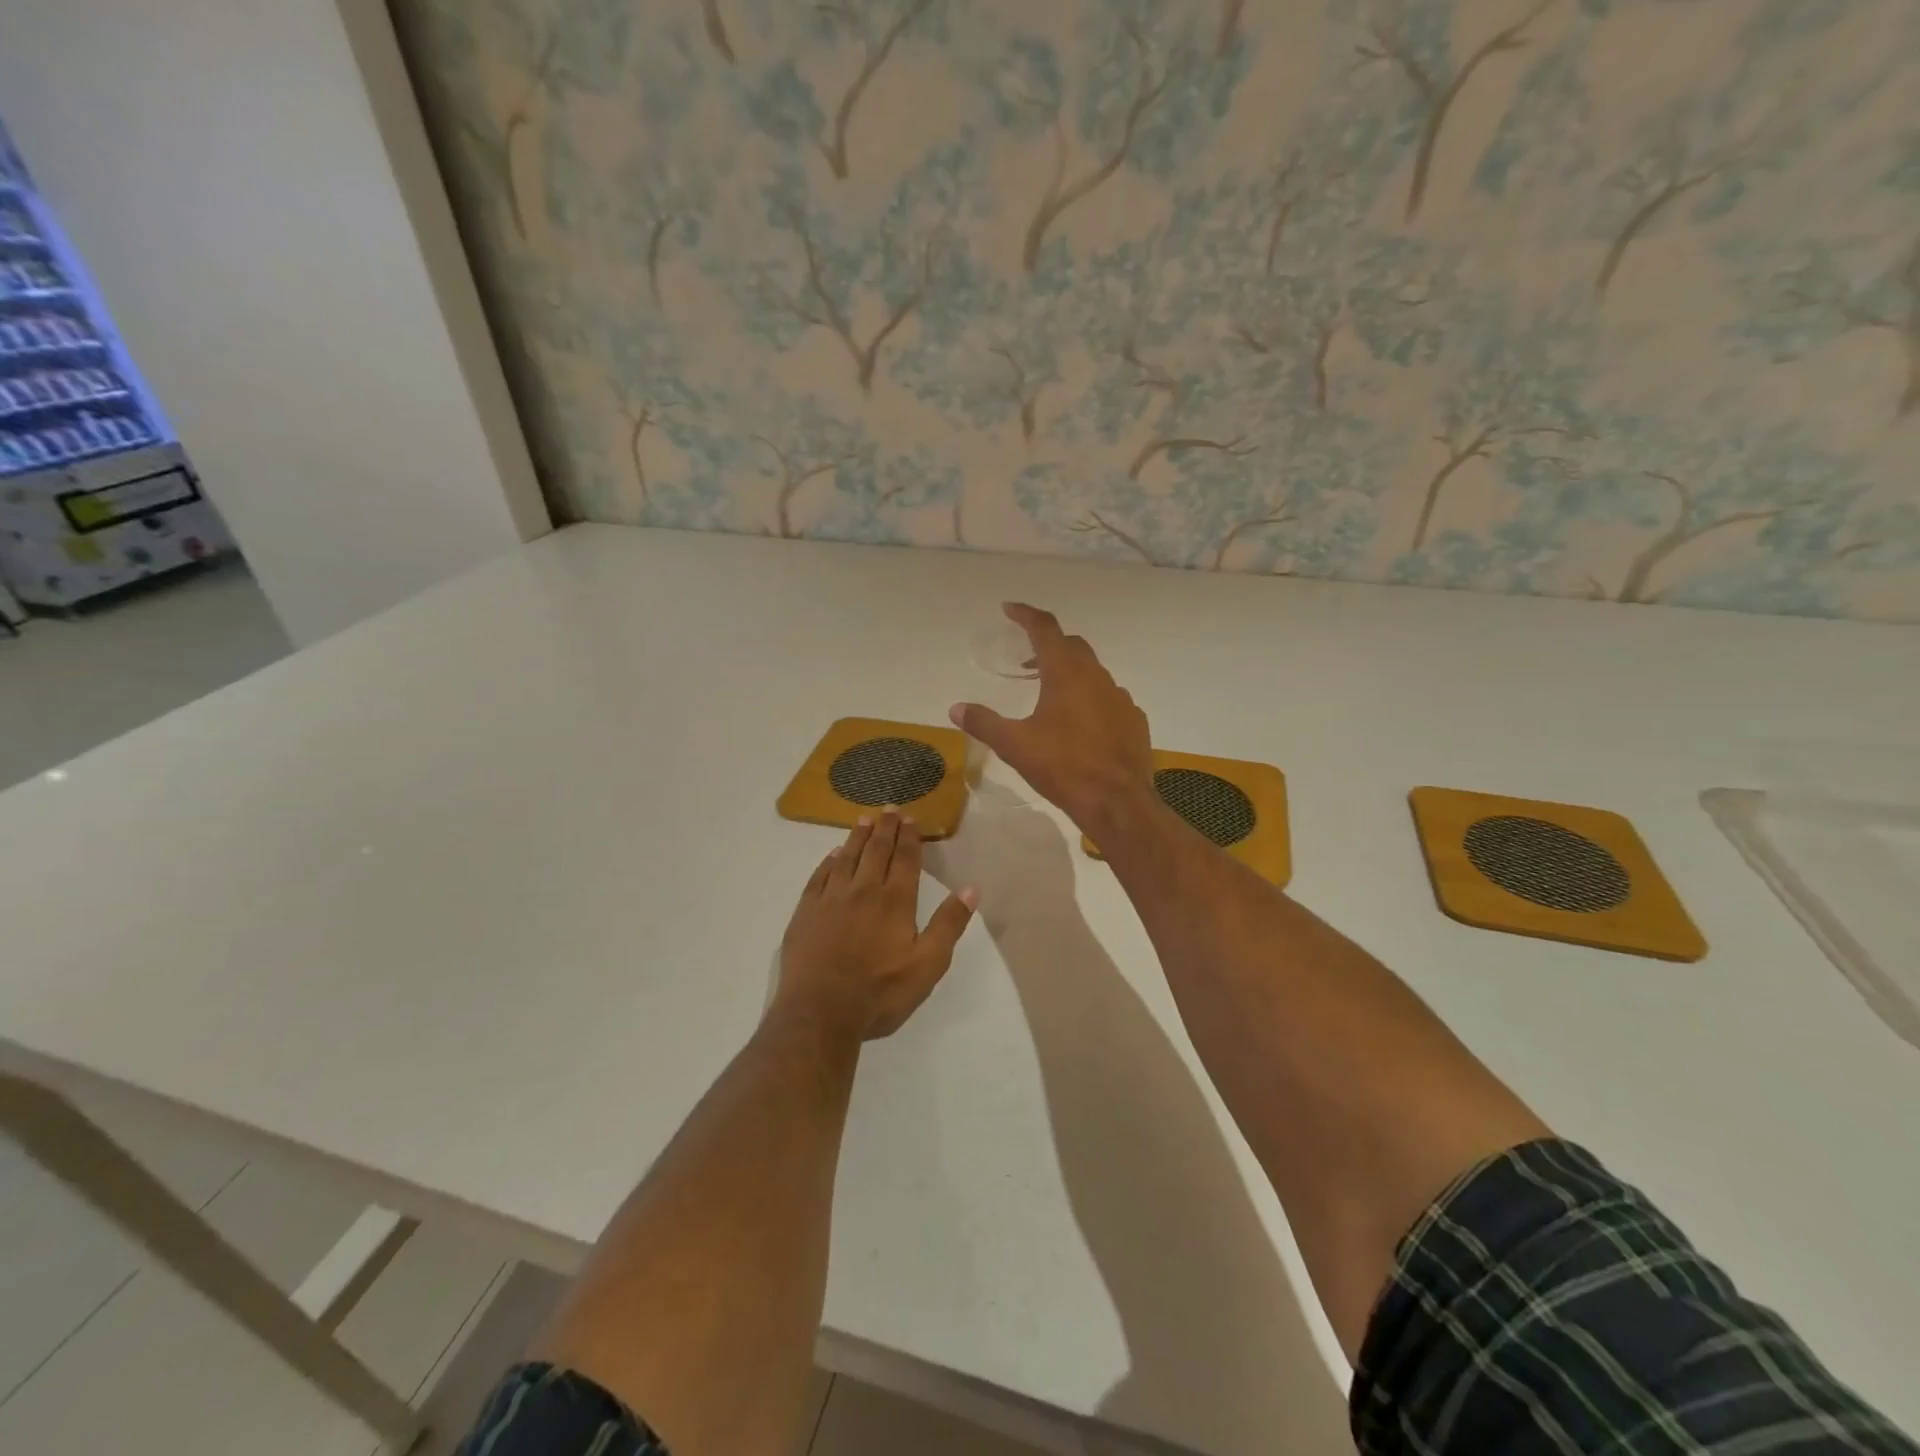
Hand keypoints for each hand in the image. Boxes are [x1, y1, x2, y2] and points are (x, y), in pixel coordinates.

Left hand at [774, 809, 977, 1042]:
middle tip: (889, 809)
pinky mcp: (806, 912)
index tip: (911, 818)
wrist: (820, 1012)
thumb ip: (949, 924)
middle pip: (876, 851)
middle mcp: (863, 890)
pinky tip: (832, 856)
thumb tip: (972, 888)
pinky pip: (819, 877)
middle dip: (885, 828)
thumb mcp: (928, 965)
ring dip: (857, 837)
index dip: (909, 837)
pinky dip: (828, 862)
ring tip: (863, 820)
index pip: (905, 859)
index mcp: (895, 901)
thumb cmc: (880, 993)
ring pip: (846, 858)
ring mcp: (830, 899)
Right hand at [950, 603, 1154, 835]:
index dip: (1025, 615)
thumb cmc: (1063, 767)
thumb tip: (956, 708)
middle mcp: (1097, 677)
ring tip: (1051, 696)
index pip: (1045, 629)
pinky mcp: (1134, 721)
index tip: (1009, 608)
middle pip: (1072, 646)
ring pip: (1093, 673)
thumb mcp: (1015, 746)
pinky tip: (1081, 725)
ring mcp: (1120, 698)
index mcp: (1066, 674)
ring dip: (1071, 674)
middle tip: (1027, 661)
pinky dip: (1091, 700)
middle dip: (1048, 646)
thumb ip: (984, 723)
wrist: (1117, 802)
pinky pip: (1109, 699)